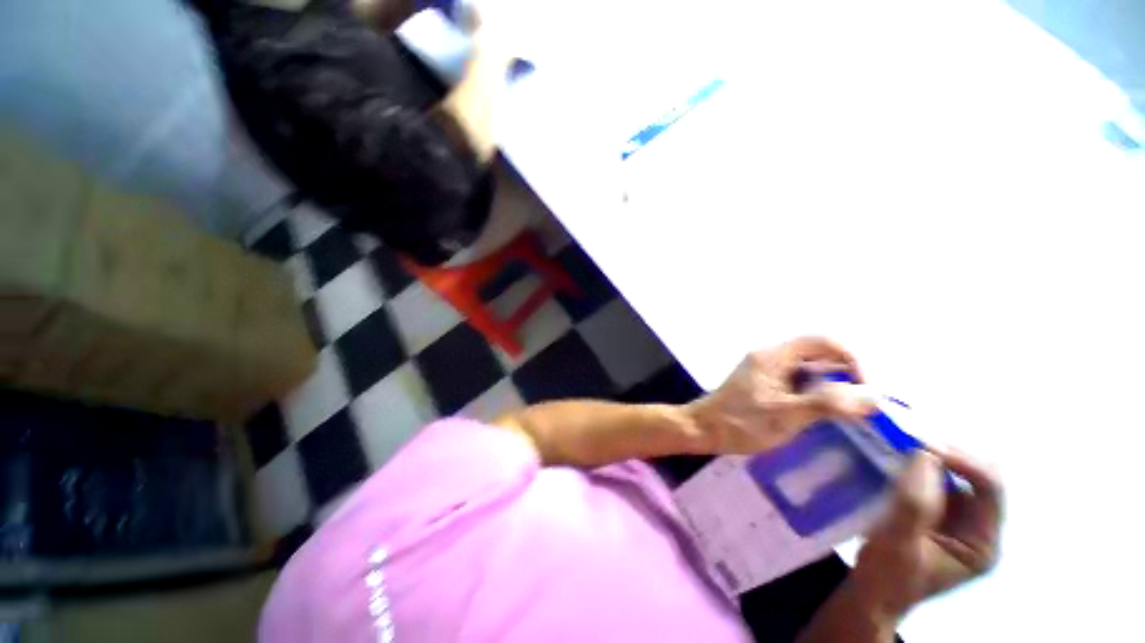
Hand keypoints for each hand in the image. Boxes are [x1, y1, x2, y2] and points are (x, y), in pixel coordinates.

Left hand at [684, 337, 874, 453]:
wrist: (705, 428)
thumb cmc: (742, 422)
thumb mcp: (787, 414)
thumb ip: (828, 403)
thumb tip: (872, 397)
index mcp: (774, 356)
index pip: (821, 342)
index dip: (849, 358)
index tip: (863, 387)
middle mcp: (769, 357)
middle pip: (815, 354)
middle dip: (841, 373)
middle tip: (860, 402)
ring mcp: (764, 370)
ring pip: (806, 369)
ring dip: (829, 384)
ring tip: (846, 410)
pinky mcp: (762, 383)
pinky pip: (794, 380)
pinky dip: (813, 391)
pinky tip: (822, 412)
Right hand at [853, 449, 1003, 620]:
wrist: (869, 593)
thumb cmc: (888, 577)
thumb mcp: (900, 543)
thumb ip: (914, 502)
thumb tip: (923, 453)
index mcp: (983, 542)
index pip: (989, 488)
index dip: (962, 461)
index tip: (922, 443)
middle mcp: (976, 526)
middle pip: (972, 476)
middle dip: (943, 454)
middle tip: (907, 434)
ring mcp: (954, 519)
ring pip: (949, 475)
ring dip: (926, 456)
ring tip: (896, 439)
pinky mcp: (931, 512)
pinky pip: (928, 479)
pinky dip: (912, 464)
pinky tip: (890, 455)